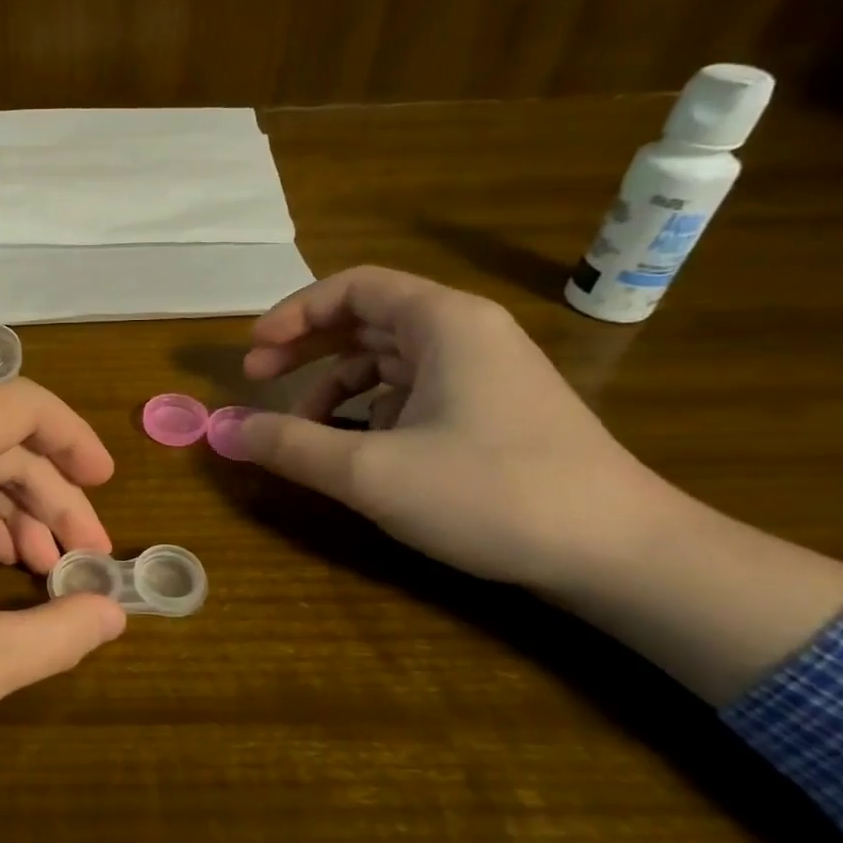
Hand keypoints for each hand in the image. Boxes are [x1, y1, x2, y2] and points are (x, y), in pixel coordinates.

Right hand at [240, 265, 666, 589]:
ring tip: (301, 430)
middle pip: (367, 320)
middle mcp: (466, 335)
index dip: (294, 313)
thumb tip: (222, 430)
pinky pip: (411, 394)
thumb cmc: (491, 493)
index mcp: (444, 323)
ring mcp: (483, 376)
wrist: (621, 554)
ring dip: (334, 386)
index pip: (354, 288)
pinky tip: (354, 450)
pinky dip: (368, 412)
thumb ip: (289, 445)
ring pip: (387, 361)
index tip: (252, 352)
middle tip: (256, 378)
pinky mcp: (491, 414)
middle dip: (305, 348)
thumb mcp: (371, 471)